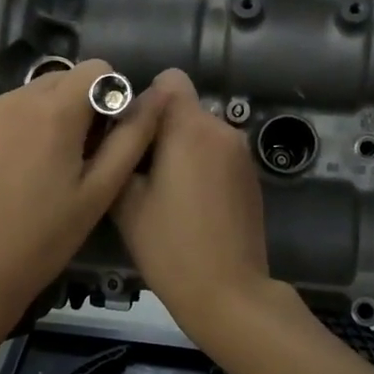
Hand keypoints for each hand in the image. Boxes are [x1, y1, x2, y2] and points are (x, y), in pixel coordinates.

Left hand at [0, 60, 169, 335]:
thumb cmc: (44, 239)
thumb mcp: (99, 192)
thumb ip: (132, 137)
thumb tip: (161, 95)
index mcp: (54, 111)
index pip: (97, 68)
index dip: (110, 96)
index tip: (105, 137)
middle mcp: (13, 98)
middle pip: (61, 80)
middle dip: (77, 106)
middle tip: (77, 157)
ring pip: (28, 95)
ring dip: (44, 116)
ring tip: (40, 168)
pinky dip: (13, 128)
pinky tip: (8, 172)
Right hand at [113, 70, 280, 345]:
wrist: (228, 292)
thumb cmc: (169, 246)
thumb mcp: (127, 201)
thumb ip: (123, 152)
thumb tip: (123, 130)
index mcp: (190, 127)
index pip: (169, 81)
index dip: (145, 102)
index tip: (130, 137)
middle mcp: (222, 129)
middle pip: (183, 108)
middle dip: (160, 129)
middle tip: (139, 173)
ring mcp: (241, 154)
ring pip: (200, 133)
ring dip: (181, 150)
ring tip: (163, 194)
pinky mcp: (250, 177)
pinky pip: (217, 155)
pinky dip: (200, 167)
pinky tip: (190, 206)